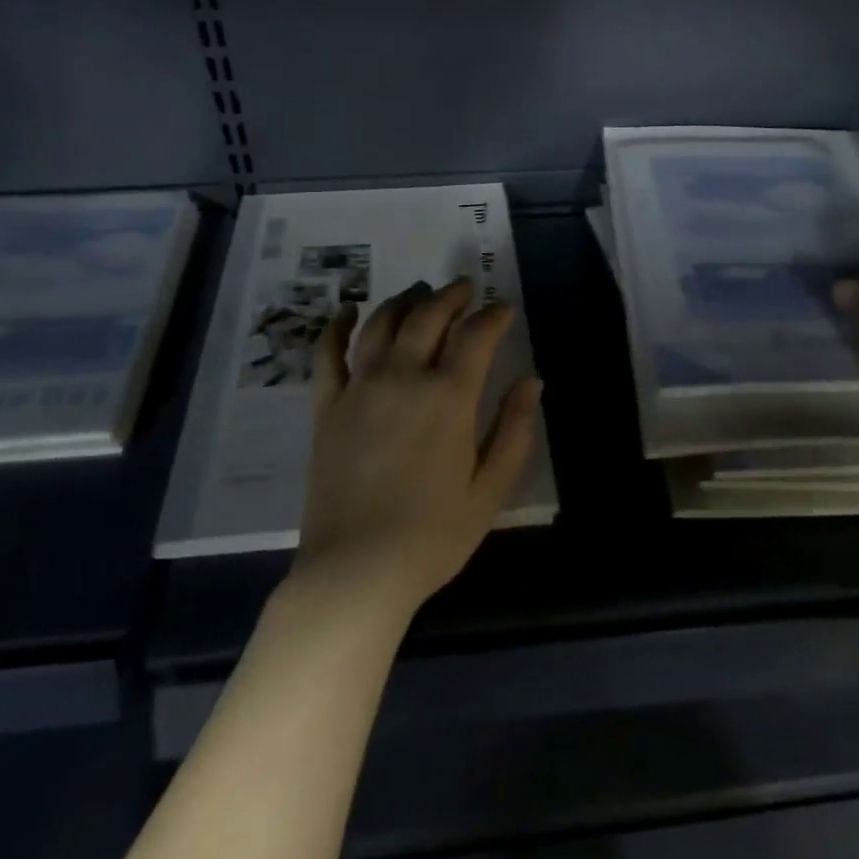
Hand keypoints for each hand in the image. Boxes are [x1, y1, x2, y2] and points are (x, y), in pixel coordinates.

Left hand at [295, 278, 541, 619]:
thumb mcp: (491, 489)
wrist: (356, 570)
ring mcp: (360, 388)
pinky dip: (337, 326)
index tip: (503, 307)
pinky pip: (328, 354)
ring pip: (382, 324)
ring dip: (404, 300)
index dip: (493, 315)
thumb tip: (531, 382)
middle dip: (451, 295)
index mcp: (449, 396)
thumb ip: (515, 430)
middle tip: (465, 288)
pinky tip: (347, 310)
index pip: (476, 335)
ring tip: (419, 292)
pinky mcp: (327, 406)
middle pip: (428, 316)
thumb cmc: (433, 536)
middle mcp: (403, 377)